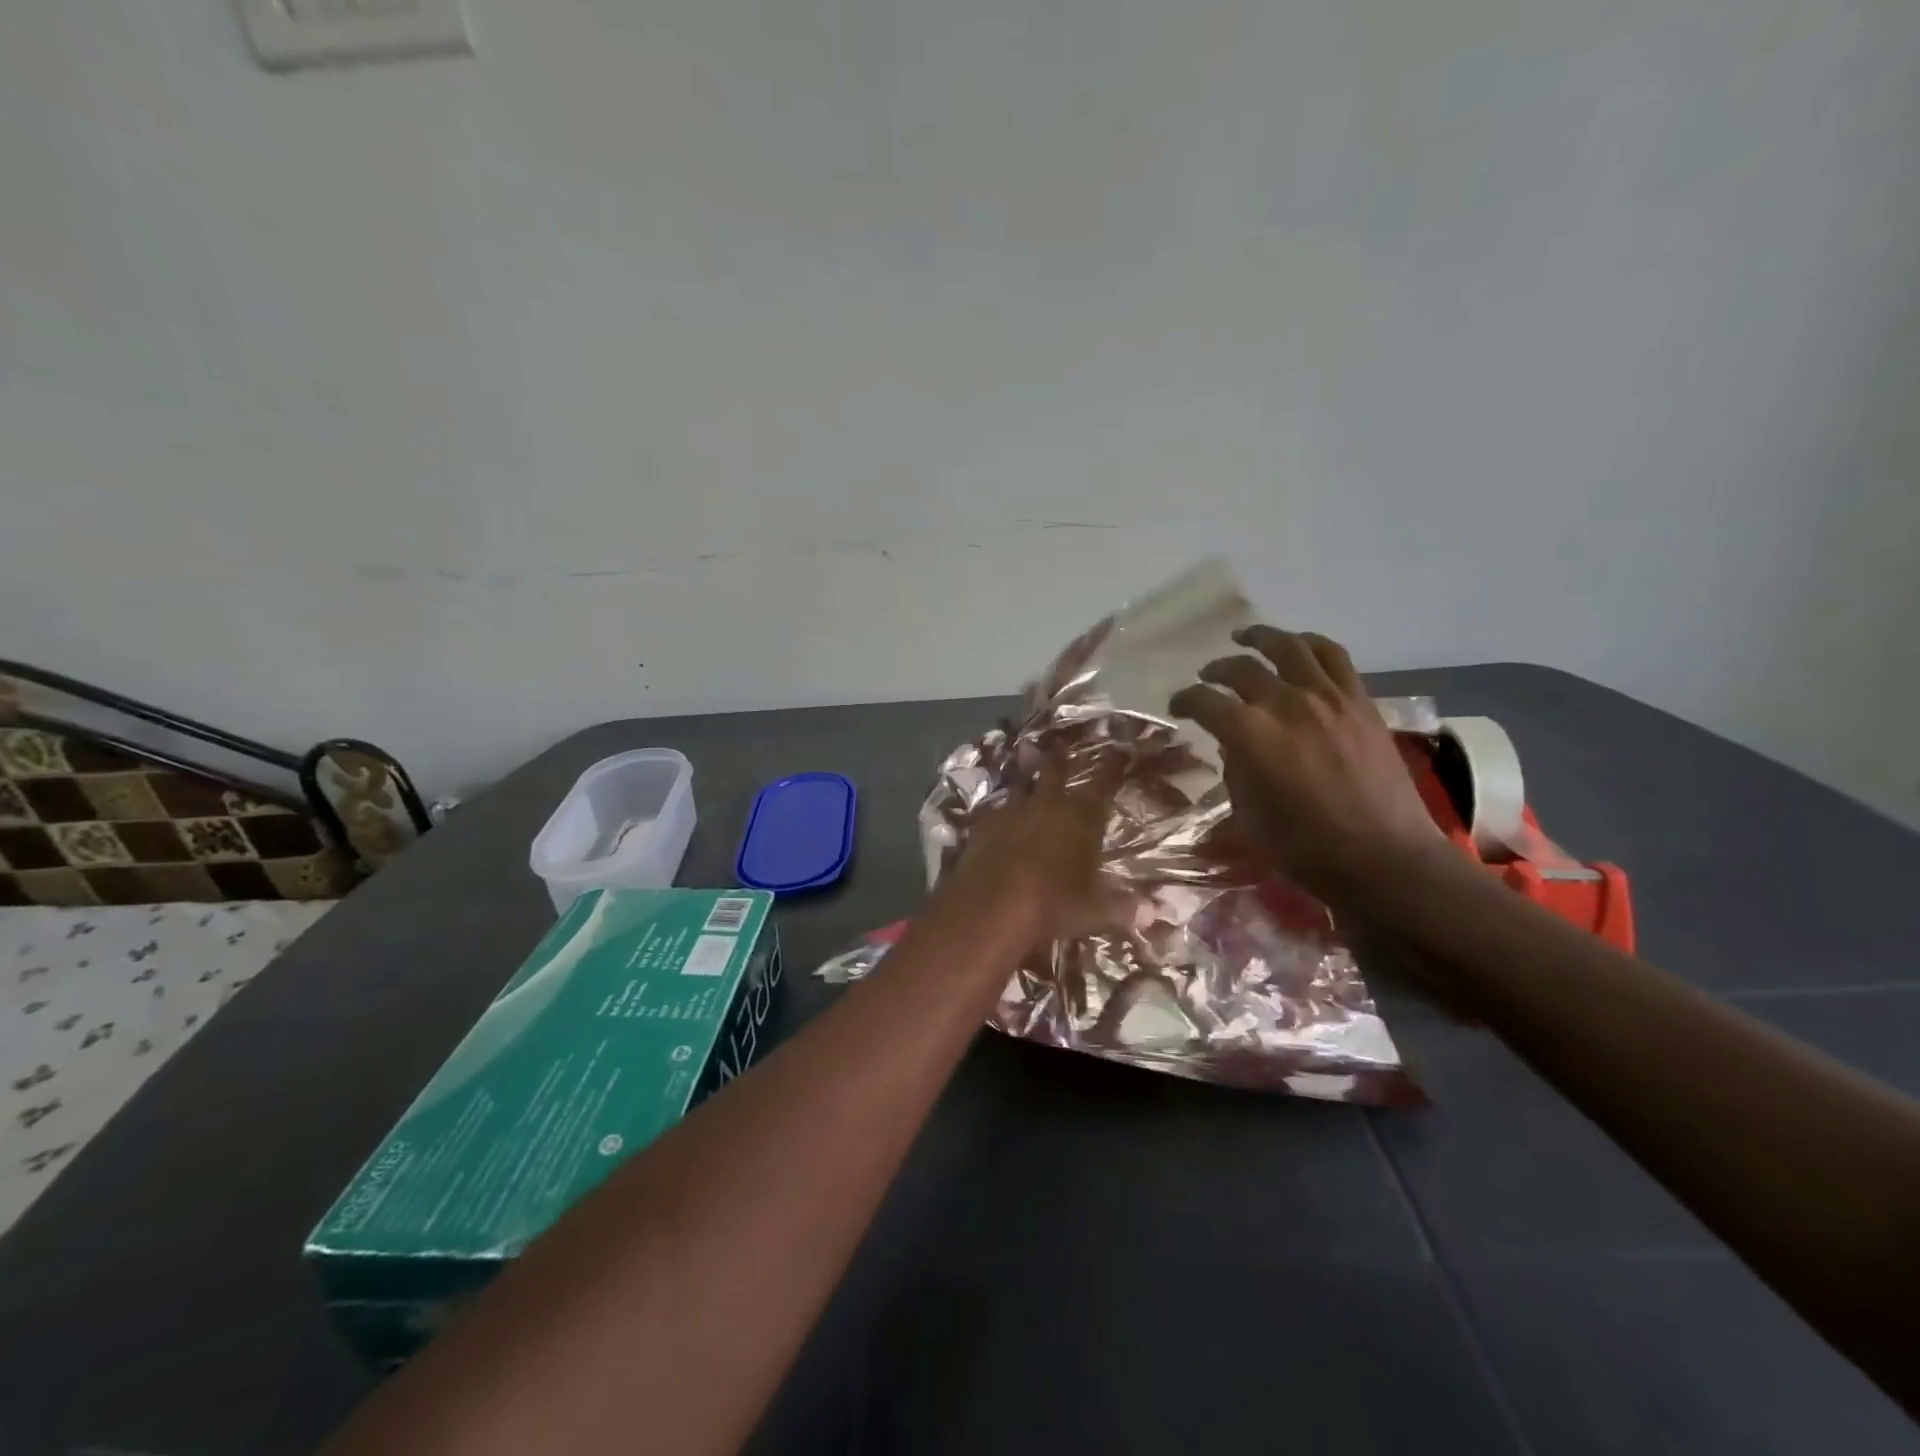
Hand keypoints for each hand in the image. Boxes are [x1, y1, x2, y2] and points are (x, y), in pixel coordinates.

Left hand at [941, 760, 1119, 945]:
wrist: (989, 908)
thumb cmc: (1050, 906)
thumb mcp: (1092, 912)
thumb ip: (1122, 908)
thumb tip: (1155, 913)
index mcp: (1081, 818)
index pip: (1103, 783)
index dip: (1112, 765)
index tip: (1120, 750)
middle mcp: (1047, 805)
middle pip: (1055, 772)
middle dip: (1061, 760)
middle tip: (1063, 747)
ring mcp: (1011, 811)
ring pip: (1022, 786)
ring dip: (1029, 782)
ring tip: (1030, 775)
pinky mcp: (983, 825)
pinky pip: (996, 810)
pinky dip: (1003, 811)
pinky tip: (1001, 817)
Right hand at [1169, 626, 1444, 904]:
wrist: (1384, 857)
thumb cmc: (1306, 848)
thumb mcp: (1249, 816)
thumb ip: (1236, 773)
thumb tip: (1237, 749)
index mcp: (1250, 734)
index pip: (1205, 701)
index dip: (1185, 700)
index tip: (1178, 706)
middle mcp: (1286, 704)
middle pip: (1241, 669)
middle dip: (1216, 670)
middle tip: (1207, 677)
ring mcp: (1328, 698)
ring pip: (1289, 647)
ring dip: (1262, 638)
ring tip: (1247, 637)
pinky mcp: (1360, 702)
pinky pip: (1333, 656)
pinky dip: (1310, 644)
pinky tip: (1299, 647)